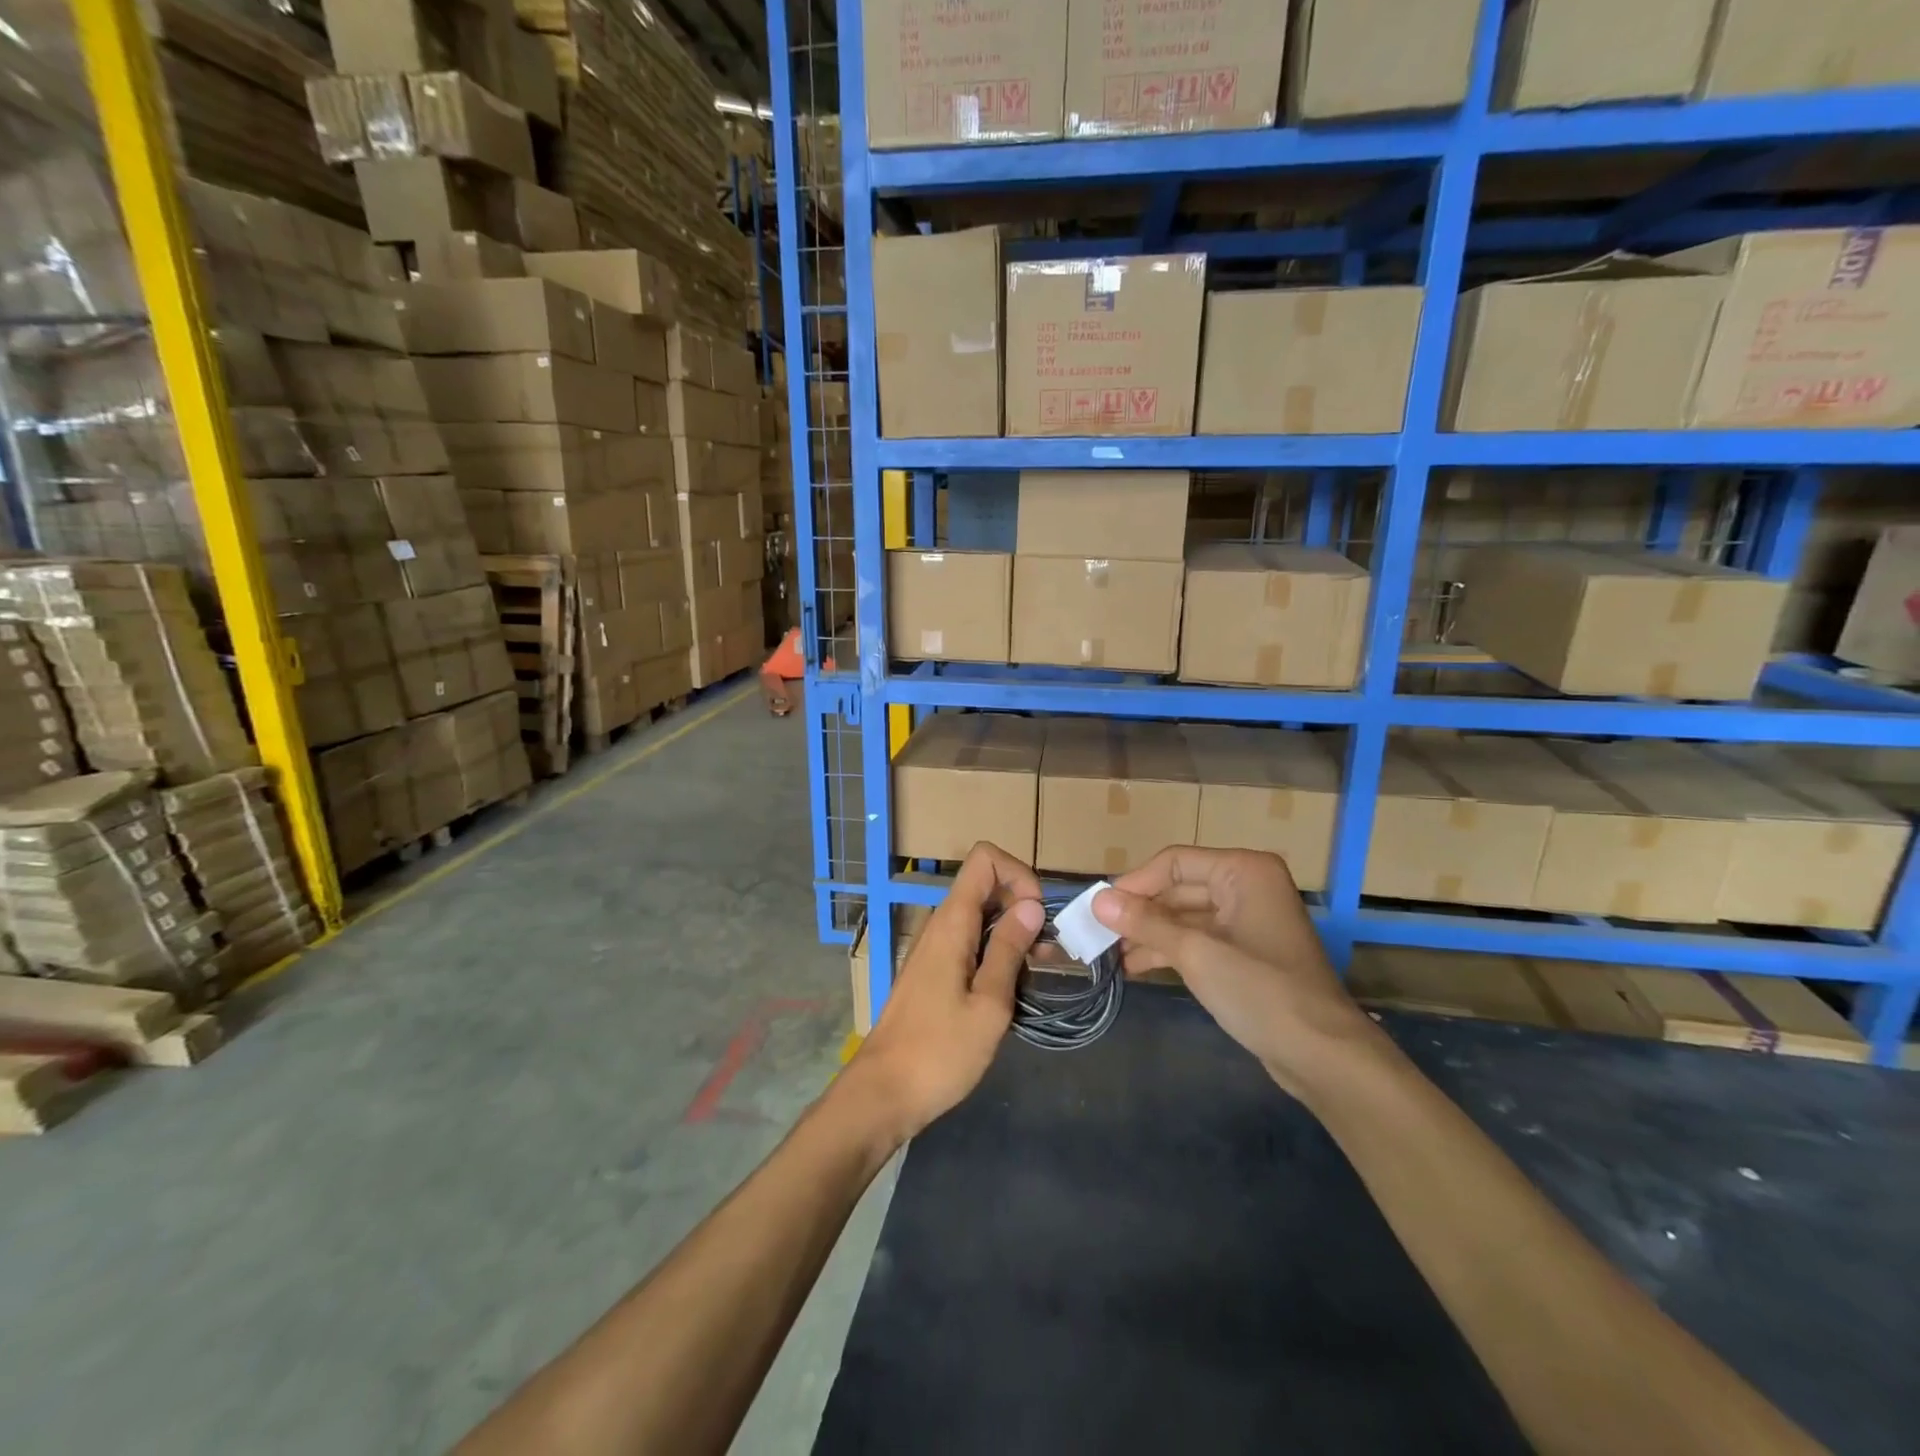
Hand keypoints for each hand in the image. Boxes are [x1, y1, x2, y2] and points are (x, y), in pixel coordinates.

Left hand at [845, 842, 1043, 1139]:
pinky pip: (971, 941)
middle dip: (1023, 905)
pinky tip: (1014, 986)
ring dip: (1014, 932)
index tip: (1038, 915)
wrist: (883, 1093)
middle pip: (986, 885)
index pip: (984, 858)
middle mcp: (941, 925)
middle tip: (1048, 950)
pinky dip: (997, 951)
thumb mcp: (989, 1004)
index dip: (1018, 873)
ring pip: (981, 915)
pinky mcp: (935, 970)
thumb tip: (1031, 905)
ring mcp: (936, 947)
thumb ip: (1009, 950)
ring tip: (1040, 972)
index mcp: (952, 922)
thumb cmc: (940, 1052)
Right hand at [1093, 847, 1377, 1092]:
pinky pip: (1199, 940)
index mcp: (1244, 872)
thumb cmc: (1260, 991)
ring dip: (1150, 934)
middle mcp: (1247, 887)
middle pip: (1179, 889)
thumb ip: (1145, 923)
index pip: (1175, 862)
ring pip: (1186, 917)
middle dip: (1140, 913)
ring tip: (1110, 956)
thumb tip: (1098, 901)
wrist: (1323, 1056)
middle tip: (1098, 935)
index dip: (1134, 884)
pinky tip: (1136, 967)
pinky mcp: (1246, 953)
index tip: (1098, 909)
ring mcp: (1248, 921)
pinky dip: (1169, 950)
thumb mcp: (1195, 953)